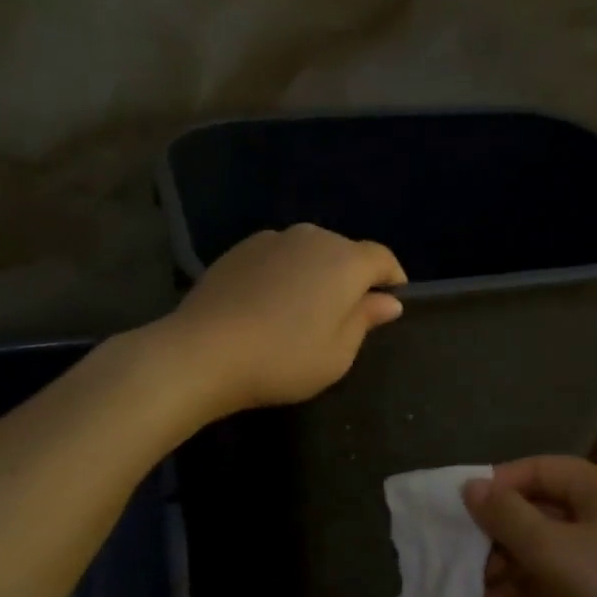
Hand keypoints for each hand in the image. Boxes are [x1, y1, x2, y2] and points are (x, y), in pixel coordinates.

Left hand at [162, 223, 406, 416]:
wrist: (204, 351)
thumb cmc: (284, 358)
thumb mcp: (338, 353)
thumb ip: (365, 320)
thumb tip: (388, 300)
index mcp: (345, 261)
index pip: (382, 258)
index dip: (392, 278)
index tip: (391, 301)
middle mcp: (312, 237)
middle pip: (345, 252)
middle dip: (352, 277)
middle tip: (345, 314)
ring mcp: (272, 239)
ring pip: (309, 251)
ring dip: (316, 273)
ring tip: (305, 309)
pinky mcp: (239, 249)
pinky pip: (278, 256)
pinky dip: (284, 273)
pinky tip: (270, 304)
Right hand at [462, 456, 596, 596]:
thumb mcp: (547, 551)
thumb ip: (505, 515)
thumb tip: (471, 486)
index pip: (541, 468)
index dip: (499, 483)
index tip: (461, 508)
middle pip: (544, 506)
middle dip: (501, 530)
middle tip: (466, 554)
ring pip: (550, 545)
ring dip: (510, 562)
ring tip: (478, 588)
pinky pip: (562, 576)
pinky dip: (531, 585)